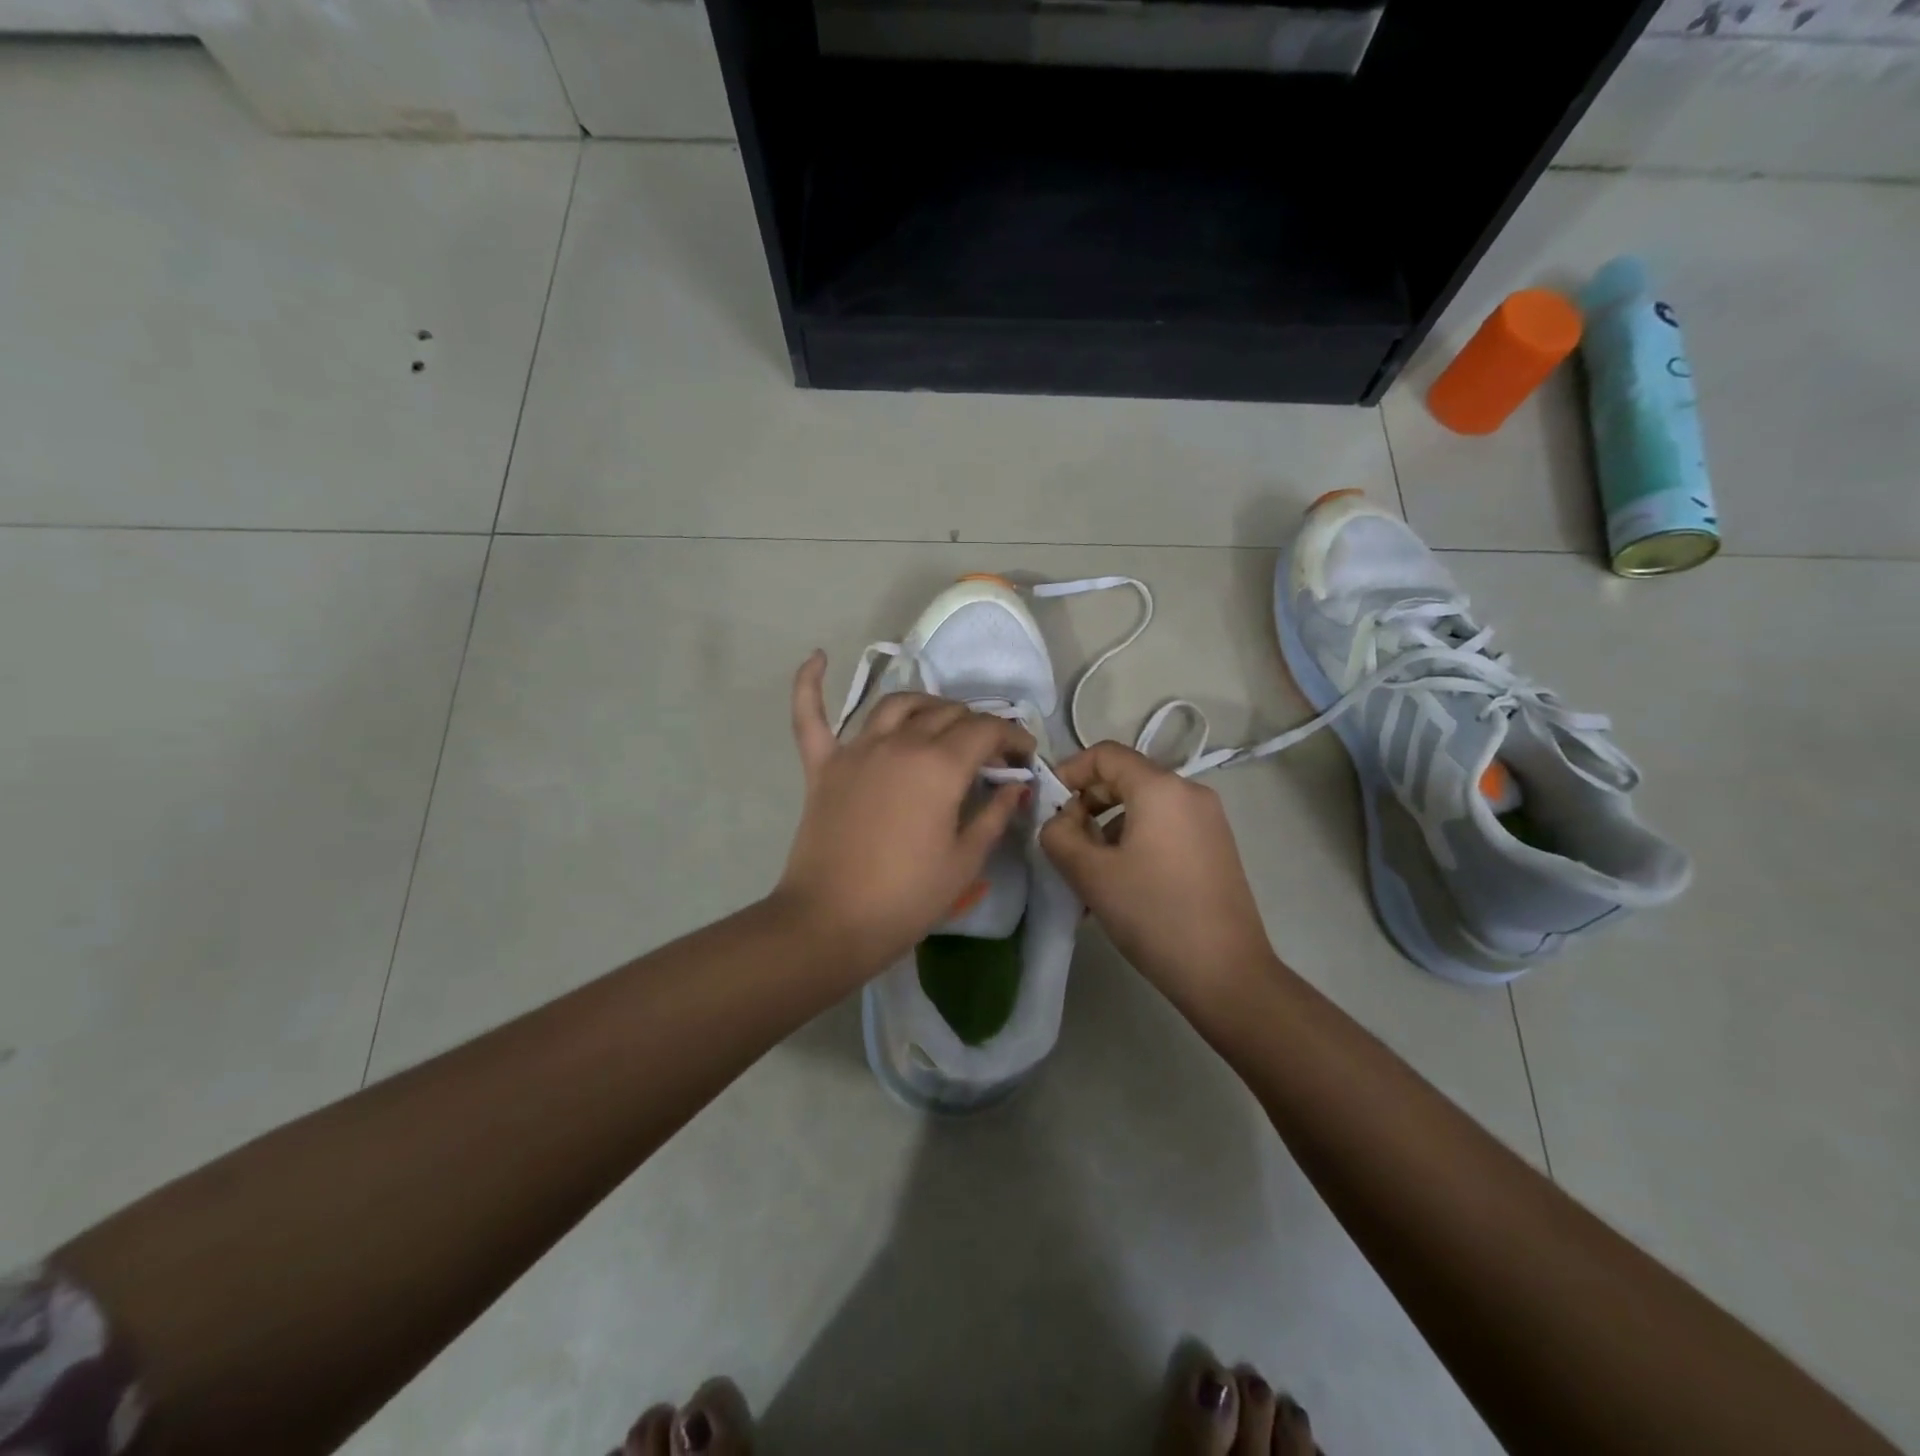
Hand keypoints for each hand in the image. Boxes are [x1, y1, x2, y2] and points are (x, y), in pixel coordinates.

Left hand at [775, 651, 1033, 976]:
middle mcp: (899, 743)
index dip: (1012, 738)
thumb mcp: (965, 861)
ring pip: (896, 705)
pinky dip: (811, 684)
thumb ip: (995, 814)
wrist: (830, 923)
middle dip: (977, 725)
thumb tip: (1017, 785)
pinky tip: (818, 657)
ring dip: (926, 705)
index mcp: (940, 765)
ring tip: (941, 721)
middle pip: (946, 713)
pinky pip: (811, 717)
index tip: (1025, 757)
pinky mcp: (823, 766)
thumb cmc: (907, 897)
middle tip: (989, 753)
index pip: (986, 731)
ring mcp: (856, 750)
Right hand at [1040, 742, 1274, 1002]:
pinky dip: (1134, 842)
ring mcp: (1208, 820)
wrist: (1226, 974)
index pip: (1105, 754)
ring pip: (1143, 807)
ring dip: (1107, 828)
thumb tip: (1058, 821)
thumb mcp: (1091, 874)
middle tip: (1063, 841)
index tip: (1047, 804)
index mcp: (1161, 788)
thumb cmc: (1154, 914)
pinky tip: (1119, 883)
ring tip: (1087, 872)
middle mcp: (1190, 792)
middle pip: (1125, 778)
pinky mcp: (1215, 847)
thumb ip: (1059, 835)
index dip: (1069, 770)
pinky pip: (1164, 828)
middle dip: (1086, 803)